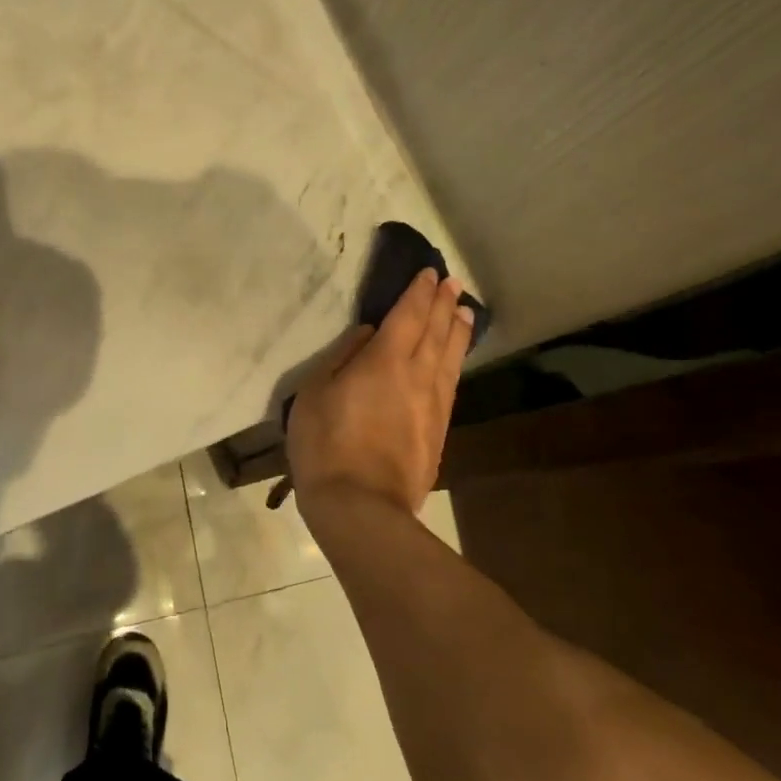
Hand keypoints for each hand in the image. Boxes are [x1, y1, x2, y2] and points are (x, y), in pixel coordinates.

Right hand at [287, 269, 471, 524]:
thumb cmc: (325, 445)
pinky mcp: (438, 431)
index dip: (419, 292)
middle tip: (453, 283)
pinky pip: (452, 385)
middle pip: (435, 331)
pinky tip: (455, 360)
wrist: (360, 507)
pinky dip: (456, 363)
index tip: (429, 273)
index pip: (408, 316)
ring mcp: (432, 405)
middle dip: (443, 304)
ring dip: (457, 330)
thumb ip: (342, 357)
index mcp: (384, 360)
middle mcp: (416, 376)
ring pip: (449, 357)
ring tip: (465, 311)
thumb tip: (367, 335)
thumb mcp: (315, 393)